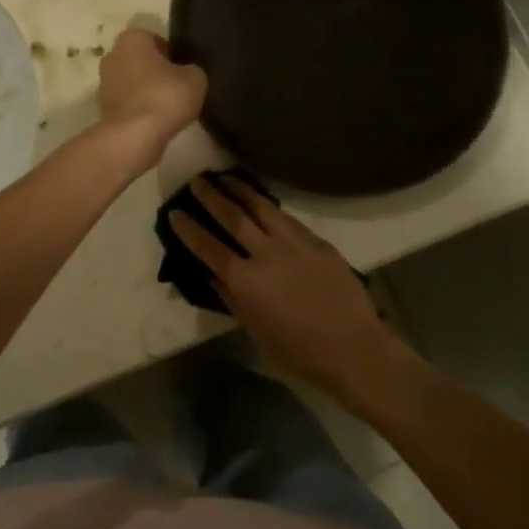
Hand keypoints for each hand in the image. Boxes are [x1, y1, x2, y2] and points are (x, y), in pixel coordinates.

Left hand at [95, 29, 207, 170]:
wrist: (134, 136)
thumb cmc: (164, 96)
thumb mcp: (196, 78)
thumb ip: (192, 70)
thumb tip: (187, 74)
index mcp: (132, 39)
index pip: (155, 39)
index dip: (172, 53)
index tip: (184, 70)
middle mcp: (113, 55)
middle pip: (141, 60)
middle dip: (157, 72)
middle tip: (178, 87)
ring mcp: (104, 83)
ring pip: (133, 82)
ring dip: (148, 92)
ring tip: (170, 108)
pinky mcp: (104, 108)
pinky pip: (128, 103)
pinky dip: (140, 109)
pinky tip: (157, 121)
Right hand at [172, 176, 400, 398]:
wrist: (352, 348)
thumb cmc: (298, 351)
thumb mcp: (255, 330)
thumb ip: (232, 298)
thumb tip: (212, 275)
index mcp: (245, 281)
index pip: (208, 247)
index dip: (189, 229)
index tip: (175, 212)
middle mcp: (265, 254)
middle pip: (232, 217)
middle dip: (211, 197)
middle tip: (197, 181)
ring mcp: (293, 244)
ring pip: (261, 207)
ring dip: (240, 190)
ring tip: (225, 177)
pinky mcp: (316, 242)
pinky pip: (286, 218)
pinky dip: (269, 206)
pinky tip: (262, 200)